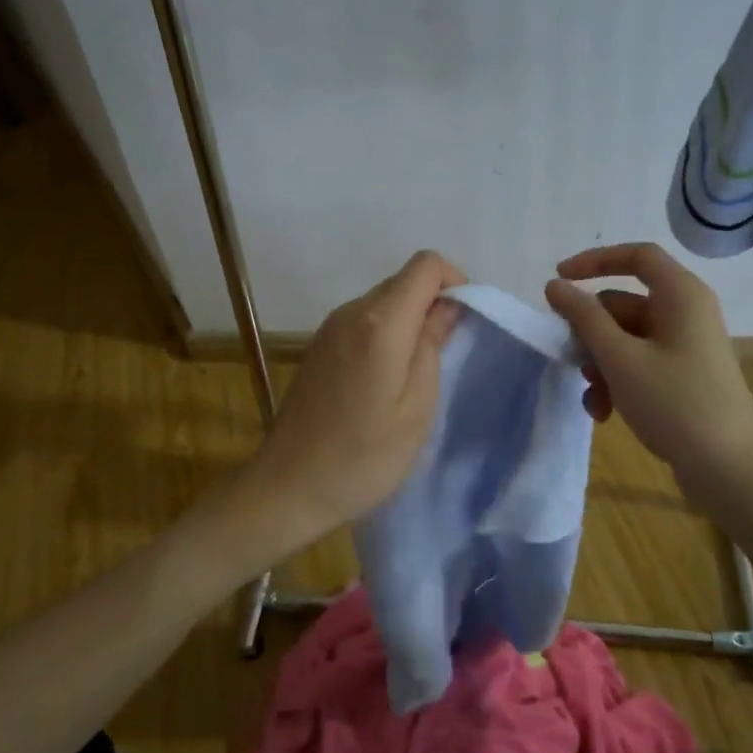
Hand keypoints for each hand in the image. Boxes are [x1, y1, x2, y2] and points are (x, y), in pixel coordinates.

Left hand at [243, 250, 465, 546]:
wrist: (289, 487)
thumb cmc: (364, 457)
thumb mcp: (417, 408)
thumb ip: (433, 346)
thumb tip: (447, 306)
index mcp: (379, 323)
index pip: (425, 265)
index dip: (454, 282)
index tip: (463, 323)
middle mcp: (351, 312)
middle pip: (403, 280)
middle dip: (433, 304)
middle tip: (446, 354)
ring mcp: (329, 327)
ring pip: (383, 300)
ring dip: (409, 321)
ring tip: (417, 373)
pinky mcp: (318, 345)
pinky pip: (363, 321)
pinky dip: (386, 333)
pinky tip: (385, 379)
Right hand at [545, 243, 752, 499]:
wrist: (728, 469)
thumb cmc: (674, 403)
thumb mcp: (620, 359)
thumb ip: (584, 318)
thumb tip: (556, 286)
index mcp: (680, 295)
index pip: (636, 256)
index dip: (594, 262)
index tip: (559, 280)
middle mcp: (686, 313)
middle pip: (624, 303)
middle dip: (591, 333)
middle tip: (569, 358)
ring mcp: (686, 346)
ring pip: (627, 338)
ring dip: (601, 364)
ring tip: (593, 399)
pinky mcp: (684, 375)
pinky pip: (641, 363)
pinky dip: (619, 381)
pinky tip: (605, 412)